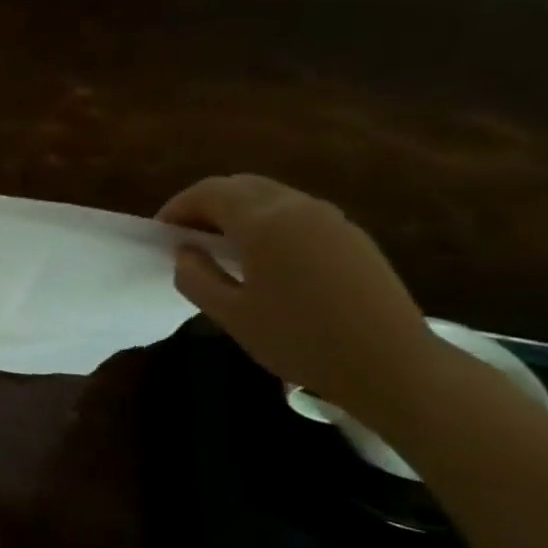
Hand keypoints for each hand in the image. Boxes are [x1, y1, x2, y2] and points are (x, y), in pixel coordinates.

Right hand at [157, 174, 439, 411]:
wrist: (388, 362)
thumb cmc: (297, 339)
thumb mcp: (229, 314)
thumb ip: (196, 277)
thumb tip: (185, 252)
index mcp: (264, 223)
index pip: (210, 192)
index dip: (177, 207)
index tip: (159, 233)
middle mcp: (298, 208)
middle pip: (242, 185)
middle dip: (206, 204)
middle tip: (184, 237)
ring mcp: (331, 219)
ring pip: (271, 196)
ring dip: (237, 212)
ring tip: (218, 248)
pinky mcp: (351, 237)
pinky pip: (296, 213)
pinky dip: (266, 222)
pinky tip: (260, 259)